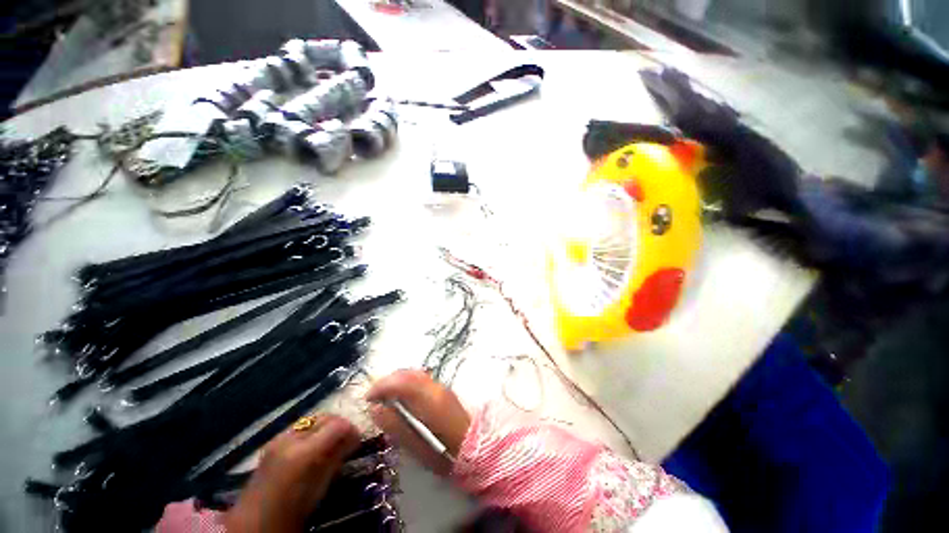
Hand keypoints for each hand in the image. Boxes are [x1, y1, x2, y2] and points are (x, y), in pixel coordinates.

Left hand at [223, 414, 359, 532]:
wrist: (254, 524)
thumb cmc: (292, 510)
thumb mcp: (320, 487)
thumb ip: (337, 458)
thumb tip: (354, 439)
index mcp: (304, 454)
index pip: (337, 425)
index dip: (351, 429)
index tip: (358, 439)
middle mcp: (290, 439)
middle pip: (325, 417)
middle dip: (340, 424)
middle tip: (347, 438)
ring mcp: (279, 438)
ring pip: (312, 419)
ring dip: (326, 426)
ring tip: (332, 441)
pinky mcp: (272, 441)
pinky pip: (300, 427)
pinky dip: (312, 430)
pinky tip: (314, 445)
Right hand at [366, 370, 470, 475]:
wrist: (475, 449)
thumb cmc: (445, 453)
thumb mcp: (417, 446)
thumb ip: (396, 426)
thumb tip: (376, 409)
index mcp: (428, 399)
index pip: (401, 382)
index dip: (381, 386)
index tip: (368, 398)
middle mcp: (435, 387)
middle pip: (407, 373)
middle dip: (387, 380)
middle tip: (374, 397)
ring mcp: (441, 386)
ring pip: (414, 373)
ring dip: (397, 380)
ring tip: (384, 396)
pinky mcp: (444, 390)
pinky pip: (421, 378)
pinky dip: (407, 382)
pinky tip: (401, 396)